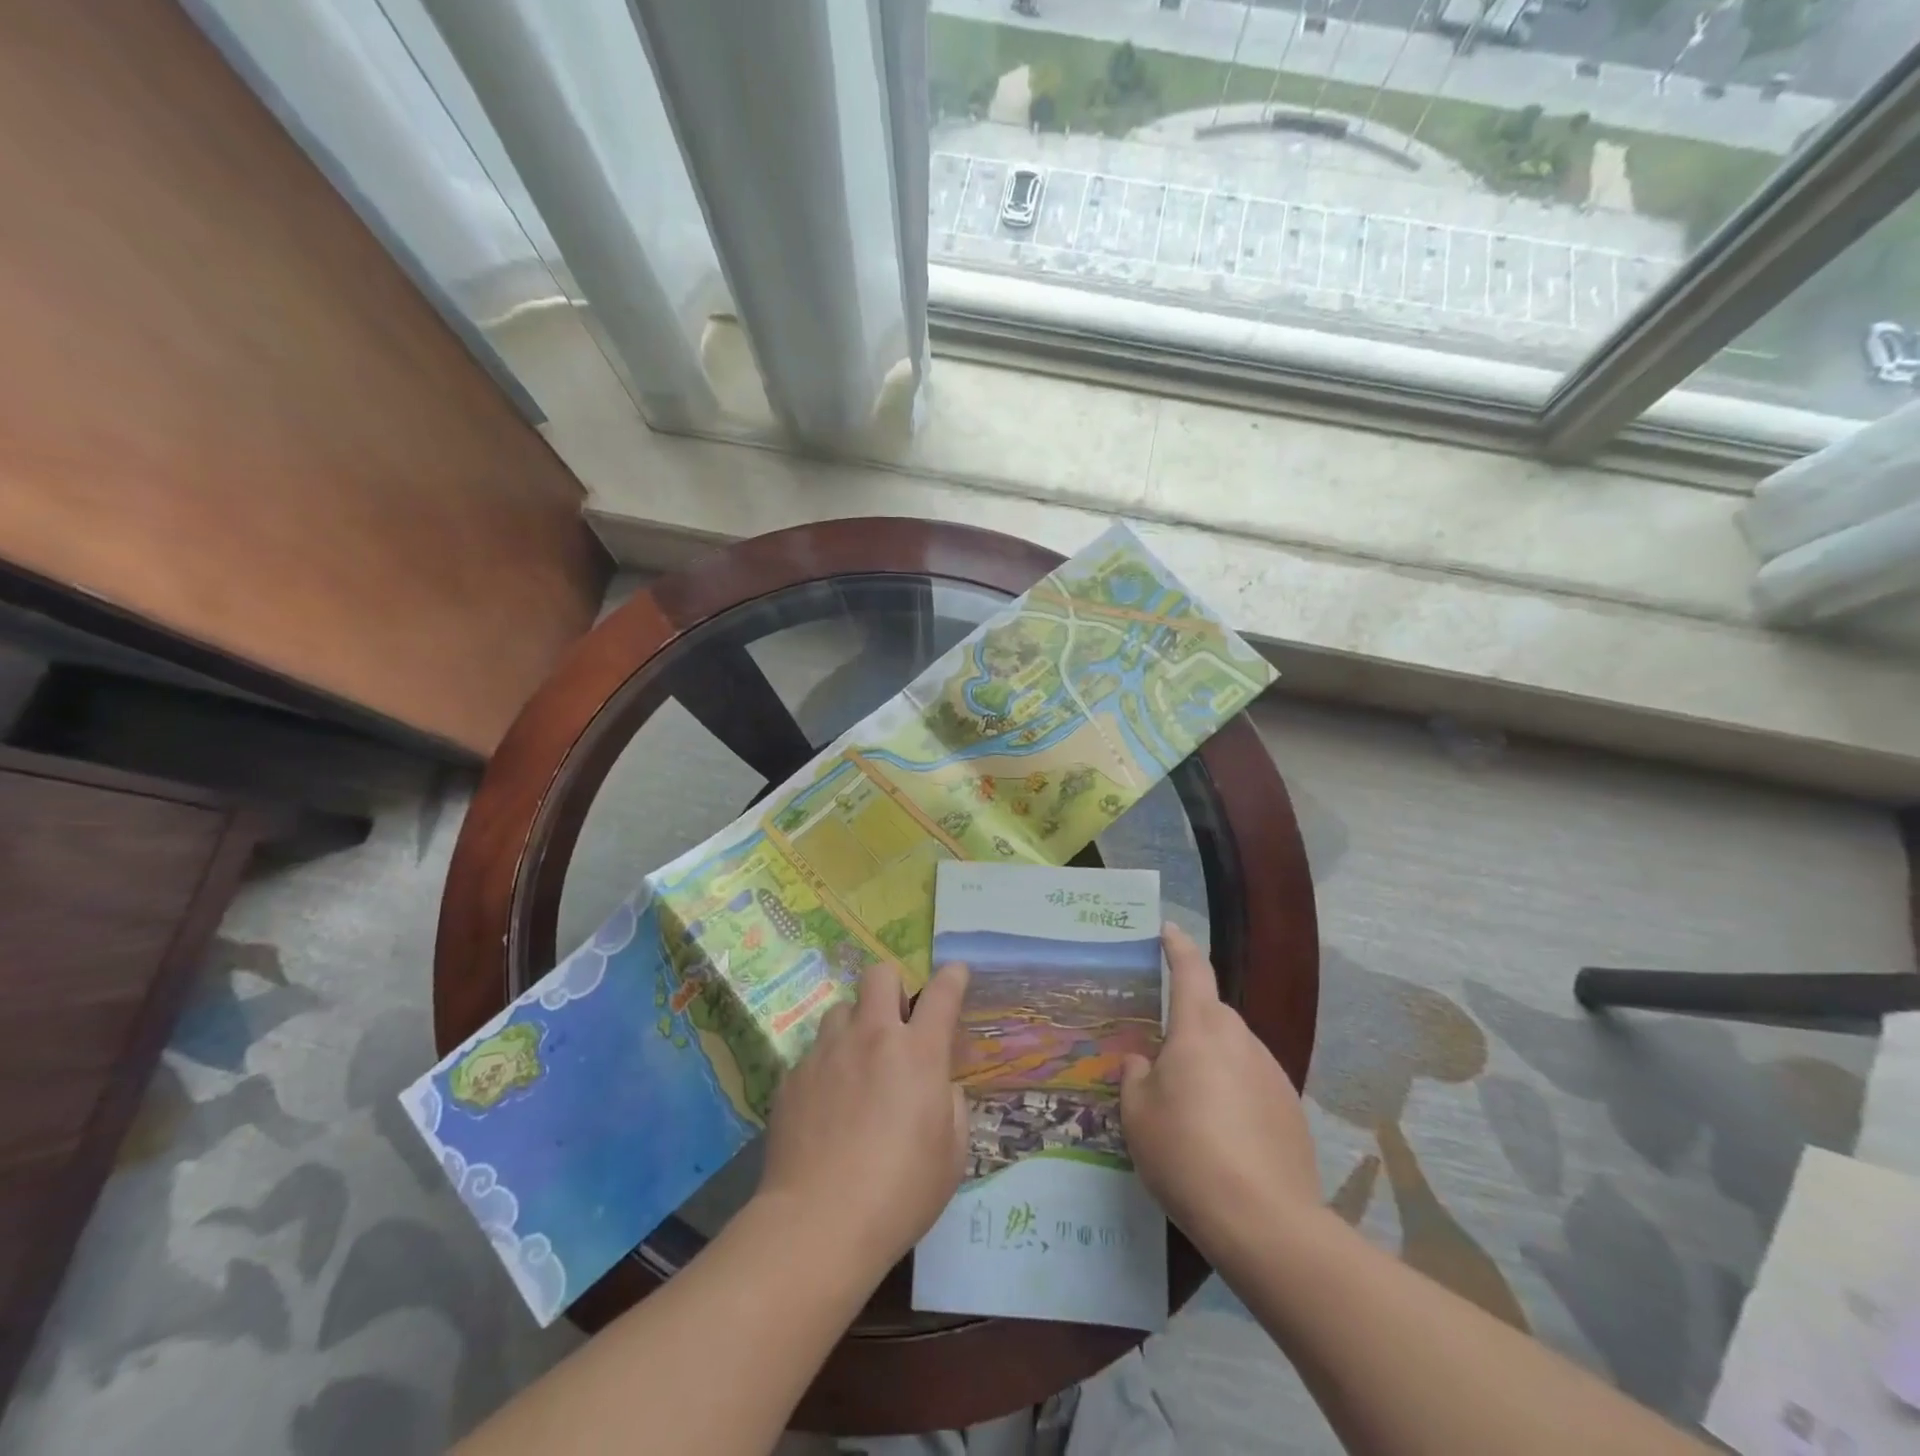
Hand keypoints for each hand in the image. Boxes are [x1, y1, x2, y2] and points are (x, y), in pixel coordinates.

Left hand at [755, 960, 969, 1278]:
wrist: (818, 1223)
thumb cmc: (900, 1193)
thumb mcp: (951, 1155)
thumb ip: (951, 1104)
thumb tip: (939, 1085)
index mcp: (917, 1052)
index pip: (942, 993)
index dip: (953, 977)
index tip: (955, 974)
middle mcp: (871, 1037)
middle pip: (879, 975)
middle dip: (893, 987)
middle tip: (896, 1024)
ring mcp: (826, 1052)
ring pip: (841, 1010)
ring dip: (856, 1026)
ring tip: (857, 1065)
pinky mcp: (792, 1075)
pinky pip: (815, 1052)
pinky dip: (828, 1066)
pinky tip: (827, 1106)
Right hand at [1120, 923, 1319, 1254]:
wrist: (1264, 1222)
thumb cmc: (1186, 1153)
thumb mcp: (1138, 1114)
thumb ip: (1137, 1077)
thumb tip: (1143, 1063)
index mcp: (1200, 1029)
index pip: (1191, 969)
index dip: (1177, 946)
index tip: (1167, 929)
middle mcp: (1240, 1040)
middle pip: (1212, 1012)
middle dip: (1189, 1020)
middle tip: (1163, 1050)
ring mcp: (1272, 1073)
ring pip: (1234, 1049)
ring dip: (1212, 1059)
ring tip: (1191, 1102)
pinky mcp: (1291, 1109)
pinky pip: (1253, 1082)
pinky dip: (1235, 1091)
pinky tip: (1223, 1132)